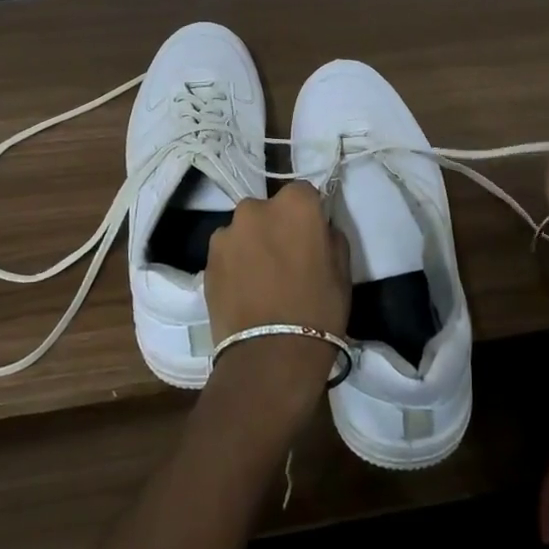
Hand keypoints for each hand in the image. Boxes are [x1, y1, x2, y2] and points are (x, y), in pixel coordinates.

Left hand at [202, 182, 352, 426]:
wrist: (270, 355)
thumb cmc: (318, 310)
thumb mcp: (342, 271)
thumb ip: (329, 237)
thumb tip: (318, 229)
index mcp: (295, 205)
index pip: (303, 193)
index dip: (308, 215)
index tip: (311, 237)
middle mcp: (256, 208)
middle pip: (269, 209)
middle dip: (276, 226)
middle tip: (286, 259)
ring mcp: (227, 233)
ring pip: (244, 230)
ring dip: (252, 244)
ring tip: (261, 279)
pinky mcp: (206, 259)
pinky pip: (227, 252)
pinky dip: (234, 263)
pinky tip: (244, 290)